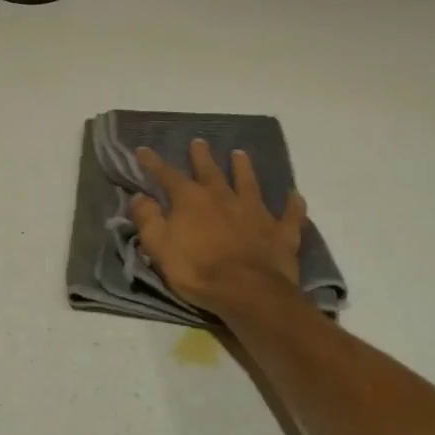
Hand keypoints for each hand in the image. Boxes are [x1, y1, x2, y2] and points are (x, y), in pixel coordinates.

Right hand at [130, 139, 306, 317]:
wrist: (248, 292)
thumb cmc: (197, 270)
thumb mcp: (159, 246)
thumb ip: (148, 219)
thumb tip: (139, 196)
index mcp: (191, 200)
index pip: (167, 175)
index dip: (153, 162)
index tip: (143, 149)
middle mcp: (223, 197)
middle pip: (210, 171)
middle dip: (201, 156)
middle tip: (199, 142)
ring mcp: (255, 212)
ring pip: (249, 183)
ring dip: (244, 168)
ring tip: (240, 154)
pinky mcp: (280, 231)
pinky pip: (289, 214)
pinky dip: (292, 205)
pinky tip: (295, 195)